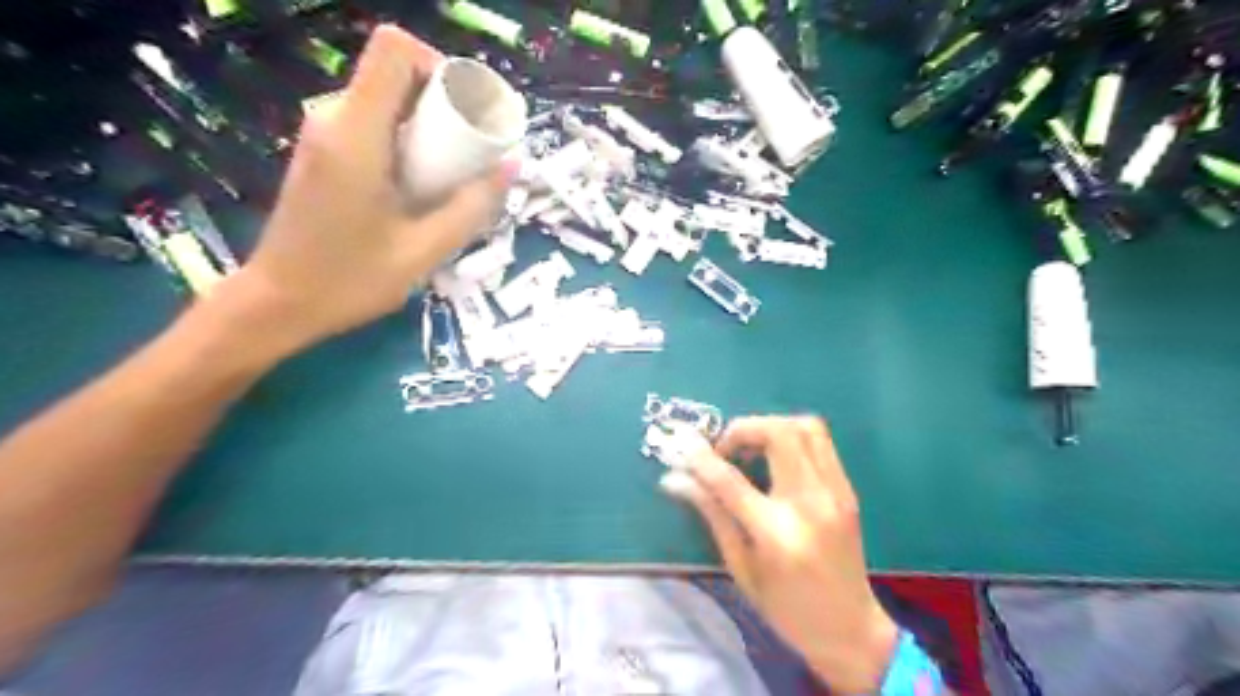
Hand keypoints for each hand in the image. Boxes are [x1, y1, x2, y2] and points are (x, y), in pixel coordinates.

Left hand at [220, 23, 507, 354]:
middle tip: (472, 157)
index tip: (467, 114)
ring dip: (428, 129)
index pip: (394, 50)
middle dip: (443, 106)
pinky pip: (375, 124)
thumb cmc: (351, 280)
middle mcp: (333, 119)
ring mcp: (323, 134)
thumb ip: (473, 206)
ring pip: (388, 101)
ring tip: (451, 178)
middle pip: (396, 75)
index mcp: (356, 134)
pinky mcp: (322, 152)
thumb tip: (513, 165)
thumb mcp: (425, 250)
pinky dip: (407, 143)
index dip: (438, 67)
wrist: (279, 302)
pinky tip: (420, 188)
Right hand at [665, 416, 897, 693]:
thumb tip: (675, 479)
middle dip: (743, 429)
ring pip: (805, 427)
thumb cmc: (787, 609)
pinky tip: (775, 459)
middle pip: (778, 434)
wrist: (851, 629)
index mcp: (777, 534)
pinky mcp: (848, 489)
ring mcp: (835, 492)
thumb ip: (712, 514)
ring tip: (750, 449)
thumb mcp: (740, 567)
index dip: (702, 459)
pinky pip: (820, 442)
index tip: (683, 448)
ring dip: (770, 427)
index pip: (731, 481)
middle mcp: (810, 504)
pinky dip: (791, 437)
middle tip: (725, 449)